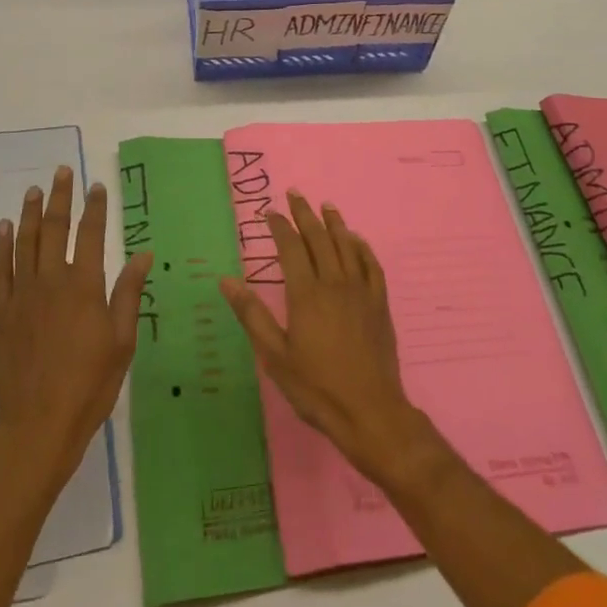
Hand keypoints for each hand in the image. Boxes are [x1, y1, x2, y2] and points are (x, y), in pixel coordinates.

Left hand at [0, 166, 151, 485]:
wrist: (38, 424)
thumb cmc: (90, 384)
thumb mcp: (122, 341)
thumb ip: (128, 293)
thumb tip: (143, 254)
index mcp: (84, 286)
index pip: (90, 235)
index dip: (94, 208)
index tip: (96, 186)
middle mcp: (51, 281)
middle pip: (55, 229)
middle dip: (60, 198)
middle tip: (61, 172)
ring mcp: (22, 295)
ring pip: (25, 243)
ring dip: (31, 213)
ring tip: (34, 190)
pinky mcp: (0, 313)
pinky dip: (2, 246)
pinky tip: (4, 228)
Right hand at [219, 191, 431, 482]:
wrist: (370, 411)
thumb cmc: (316, 387)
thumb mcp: (275, 355)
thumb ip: (251, 315)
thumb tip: (227, 280)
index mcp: (306, 294)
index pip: (291, 247)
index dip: (280, 226)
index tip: (270, 212)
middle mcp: (334, 283)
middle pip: (319, 238)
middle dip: (305, 214)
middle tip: (296, 195)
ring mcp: (360, 291)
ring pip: (347, 246)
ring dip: (335, 223)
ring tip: (326, 206)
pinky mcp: (379, 304)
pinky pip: (371, 265)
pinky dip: (362, 247)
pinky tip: (357, 240)